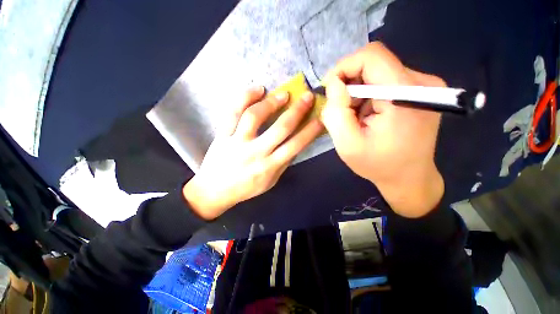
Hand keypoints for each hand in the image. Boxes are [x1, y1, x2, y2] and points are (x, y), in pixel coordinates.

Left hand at [183, 86, 322, 219]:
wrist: (214, 191)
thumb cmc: (246, 188)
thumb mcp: (270, 181)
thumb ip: (283, 162)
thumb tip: (295, 143)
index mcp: (270, 166)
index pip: (295, 145)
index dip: (310, 131)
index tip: (321, 118)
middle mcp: (256, 153)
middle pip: (280, 128)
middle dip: (297, 111)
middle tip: (307, 96)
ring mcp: (237, 142)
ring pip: (255, 116)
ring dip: (271, 102)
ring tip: (283, 93)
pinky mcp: (222, 135)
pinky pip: (232, 112)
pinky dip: (244, 97)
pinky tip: (257, 89)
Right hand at [321, 42, 444, 217]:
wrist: (409, 178)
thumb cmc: (378, 165)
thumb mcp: (348, 144)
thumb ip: (336, 113)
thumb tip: (333, 84)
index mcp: (405, 94)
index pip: (371, 56)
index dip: (344, 67)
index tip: (330, 89)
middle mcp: (421, 83)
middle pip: (374, 64)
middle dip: (349, 85)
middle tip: (342, 110)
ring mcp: (424, 86)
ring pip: (377, 73)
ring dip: (358, 93)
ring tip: (356, 118)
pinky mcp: (420, 92)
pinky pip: (385, 82)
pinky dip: (368, 96)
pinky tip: (367, 115)